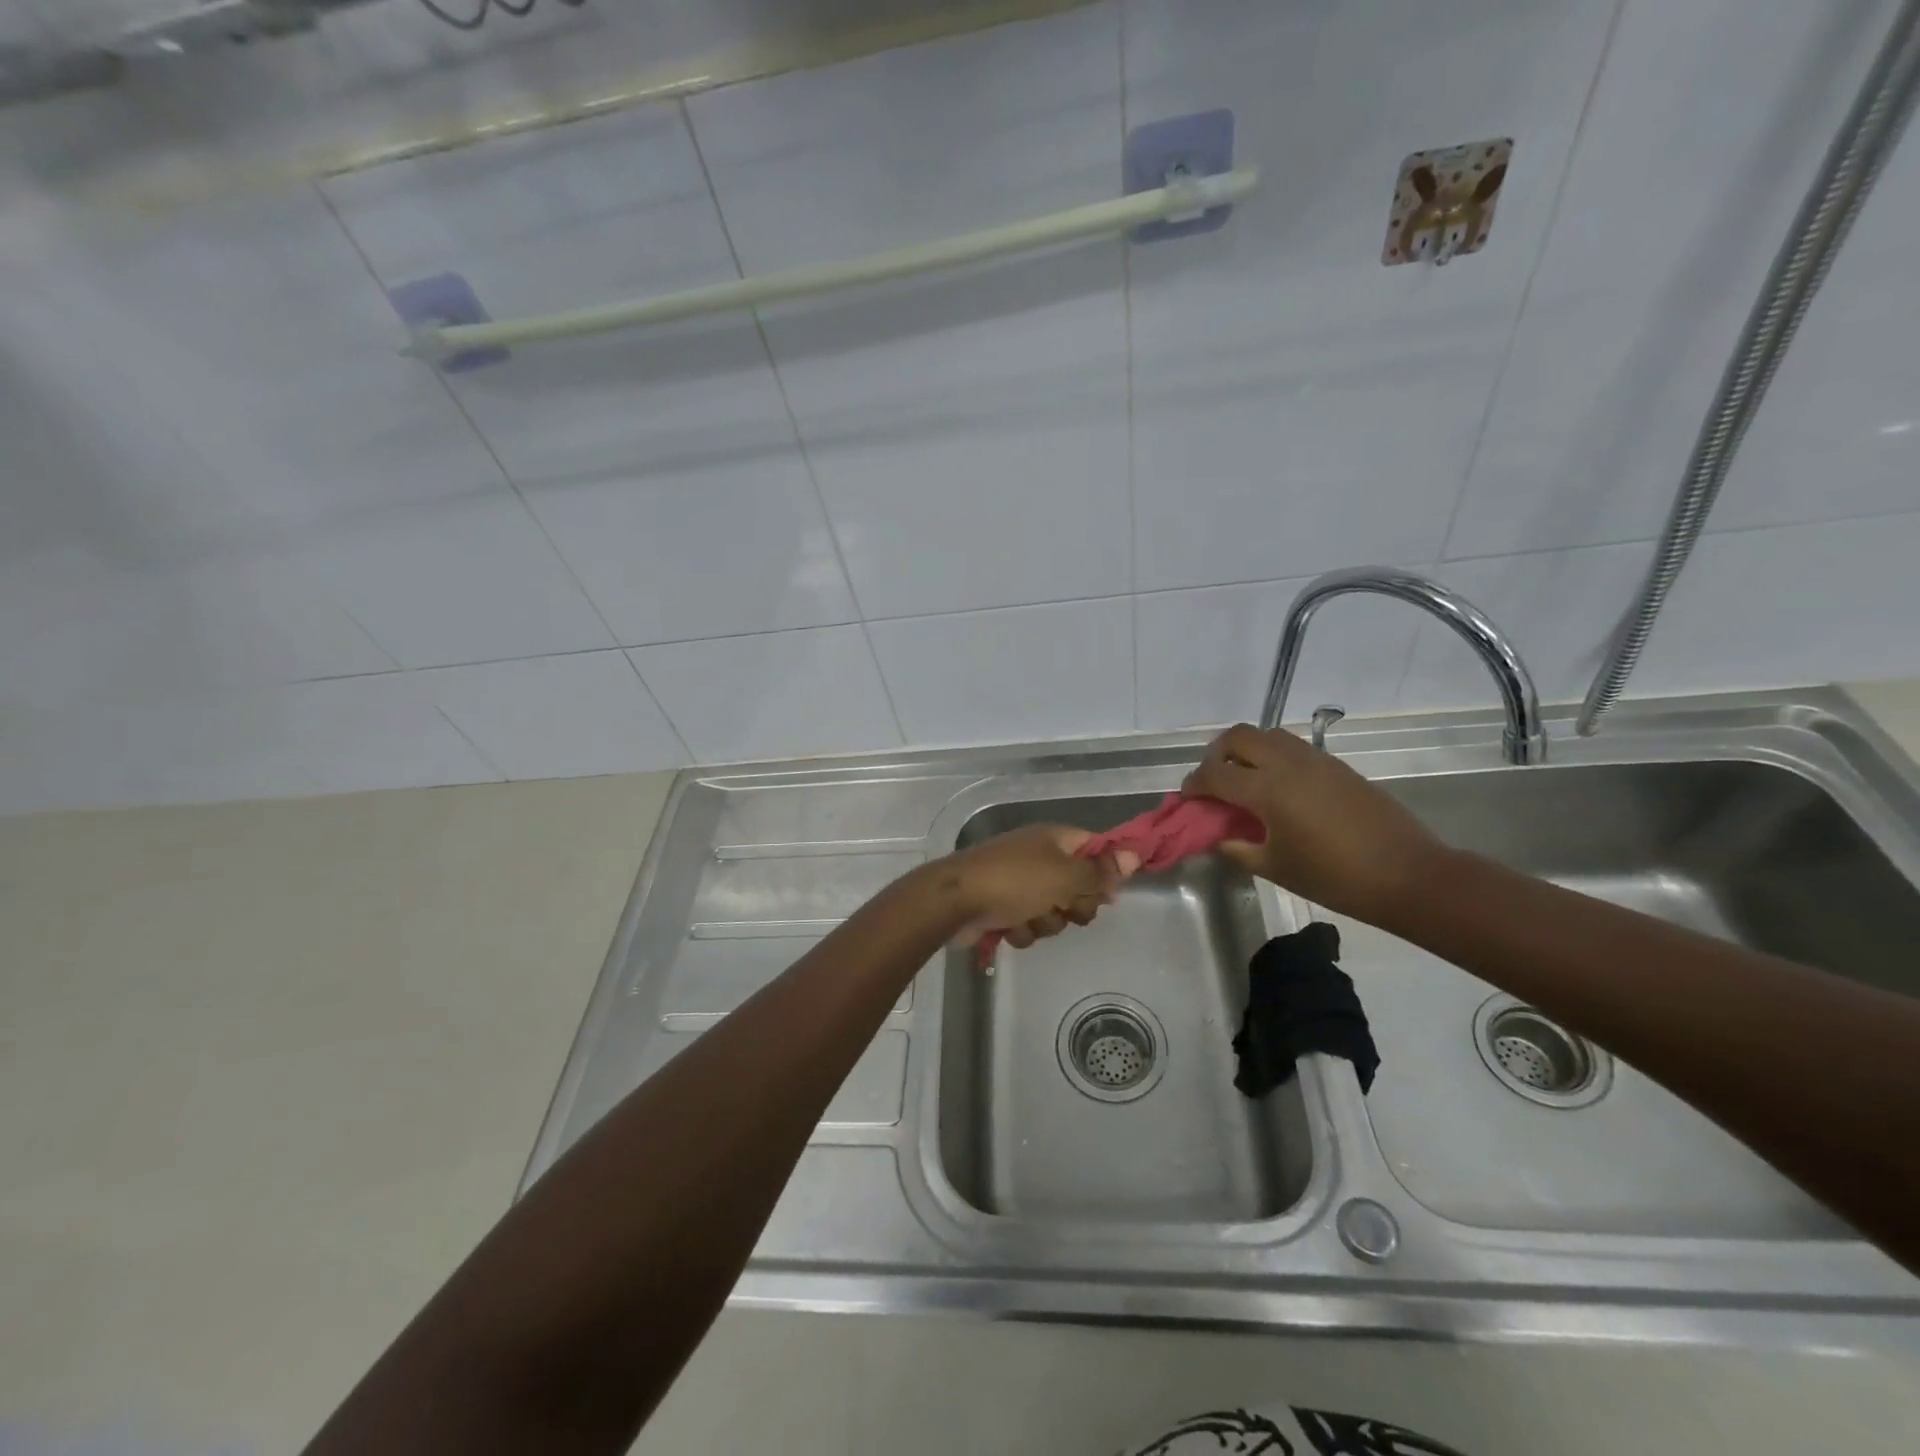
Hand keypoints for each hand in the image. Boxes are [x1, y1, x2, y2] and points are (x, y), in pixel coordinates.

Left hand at [936, 824, 1137, 949]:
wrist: (955, 902)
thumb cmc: (1014, 881)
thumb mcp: (1065, 876)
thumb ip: (1100, 872)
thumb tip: (1134, 855)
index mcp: (1055, 840)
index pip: (1095, 850)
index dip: (1104, 873)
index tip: (1106, 894)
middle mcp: (1039, 857)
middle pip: (1078, 887)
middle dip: (1073, 905)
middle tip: (1063, 907)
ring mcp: (1020, 883)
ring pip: (1054, 912)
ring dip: (1045, 921)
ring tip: (1028, 917)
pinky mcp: (1003, 908)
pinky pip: (1030, 925)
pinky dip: (1022, 930)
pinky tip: (1008, 927)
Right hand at [1182, 723, 1449, 923]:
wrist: (1407, 875)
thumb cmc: (1334, 877)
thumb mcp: (1275, 868)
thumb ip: (1237, 849)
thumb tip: (1217, 838)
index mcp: (1267, 790)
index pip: (1215, 774)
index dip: (1194, 784)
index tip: (1187, 798)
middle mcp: (1287, 764)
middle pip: (1239, 737)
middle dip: (1217, 754)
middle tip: (1214, 781)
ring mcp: (1316, 760)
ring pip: (1268, 735)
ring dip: (1247, 750)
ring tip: (1245, 779)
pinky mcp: (1337, 766)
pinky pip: (1294, 748)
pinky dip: (1274, 757)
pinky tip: (1279, 789)